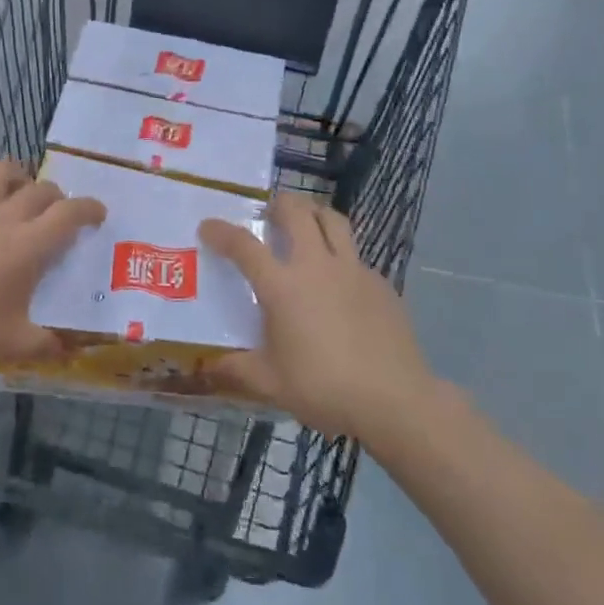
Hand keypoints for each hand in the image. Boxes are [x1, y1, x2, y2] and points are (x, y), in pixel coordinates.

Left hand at [0, 160, 105, 368]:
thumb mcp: (12, 345)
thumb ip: (47, 344)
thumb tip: (74, 349)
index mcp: (27, 247)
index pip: (69, 214)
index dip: (89, 208)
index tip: (98, 213)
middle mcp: (4, 217)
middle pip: (40, 189)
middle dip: (57, 196)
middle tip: (58, 212)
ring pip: (3, 170)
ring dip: (20, 175)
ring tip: (21, 189)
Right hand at [199, 193, 436, 438]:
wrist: (396, 400)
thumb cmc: (325, 389)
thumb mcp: (271, 384)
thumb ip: (237, 370)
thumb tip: (208, 368)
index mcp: (282, 286)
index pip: (244, 245)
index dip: (222, 231)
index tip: (208, 226)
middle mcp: (316, 266)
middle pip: (297, 213)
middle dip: (279, 204)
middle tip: (269, 213)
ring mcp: (353, 270)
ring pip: (333, 220)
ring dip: (314, 214)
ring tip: (306, 225)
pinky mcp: (381, 283)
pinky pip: (356, 255)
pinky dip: (341, 255)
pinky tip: (339, 282)